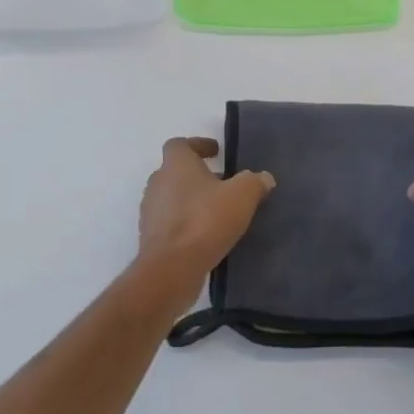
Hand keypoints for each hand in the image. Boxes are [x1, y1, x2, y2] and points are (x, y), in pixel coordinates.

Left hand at [137, 138, 274, 296]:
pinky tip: (206, 235)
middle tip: (223, 184)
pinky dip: (185, 223)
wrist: (171, 268)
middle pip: (175, 171)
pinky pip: (170, 222)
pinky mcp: (150, 238)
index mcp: (176, 165)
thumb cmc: (205, 221)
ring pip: (172, 198)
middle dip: (198, 175)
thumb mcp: (241, 196)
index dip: (198, 145)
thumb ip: (254, 182)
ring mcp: (150, 211)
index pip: (179, 144)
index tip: (216, 153)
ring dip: (192, 200)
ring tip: (217, 212)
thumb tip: (263, 178)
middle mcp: (158, 183)